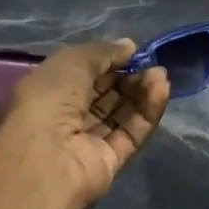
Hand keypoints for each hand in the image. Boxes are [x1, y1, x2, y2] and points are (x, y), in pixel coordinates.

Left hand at [0, 40, 170, 208]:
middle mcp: (66, 117)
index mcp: (47, 92)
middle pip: (105, 94)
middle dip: (129, 76)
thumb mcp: (72, 61)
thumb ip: (102, 52)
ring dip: (141, 92)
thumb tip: (129, 46)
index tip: (132, 51)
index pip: (83, 74)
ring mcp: (88, 141)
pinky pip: (130, 133)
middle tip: (152, 63)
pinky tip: (161, 91)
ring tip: (160, 75)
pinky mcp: (109, 161)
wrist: (47, 156)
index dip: (108, 61)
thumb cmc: (49, 99)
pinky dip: (146, 112)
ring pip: (120, 113)